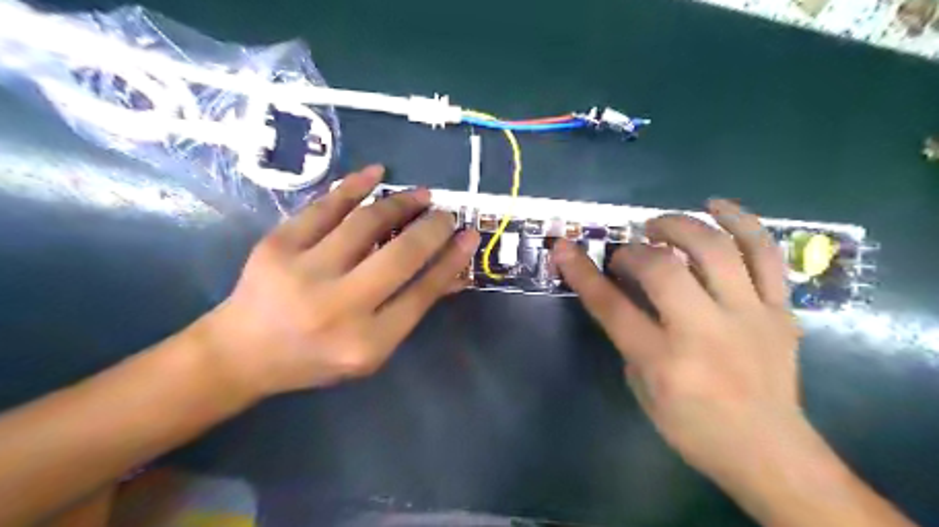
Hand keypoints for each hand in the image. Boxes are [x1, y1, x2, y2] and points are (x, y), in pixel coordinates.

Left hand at [198, 167, 476, 400]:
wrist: (241, 352)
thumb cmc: (316, 358)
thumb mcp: (371, 350)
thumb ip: (410, 310)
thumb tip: (452, 270)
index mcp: (366, 342)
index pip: (422, 292)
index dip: (452, 259)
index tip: (470, 236)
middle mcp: (338, 307)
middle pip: (401, 255)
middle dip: (433, 227)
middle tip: (446, 213)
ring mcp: (304, 272)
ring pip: (366, 223)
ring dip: (401, 202)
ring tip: (420, 195)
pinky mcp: (277, 245)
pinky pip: (325, 205)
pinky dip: (355, 185)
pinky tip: (377, 173)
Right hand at [551, 200, 803, 484]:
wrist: (769, 451)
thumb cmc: (693, 428)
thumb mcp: (642, 390)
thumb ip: (630, 339)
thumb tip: (626, 296)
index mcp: (665, 361)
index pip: (613, 307)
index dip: (583, 273)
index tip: (564, 248)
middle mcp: (705, 333)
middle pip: (663, 269)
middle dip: (634, 252)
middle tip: (626, 254)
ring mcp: (748, 317)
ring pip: (715, 250)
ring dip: (680, 226)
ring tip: (659, 224)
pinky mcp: (779, 311)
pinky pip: (765, 255)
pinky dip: (741, 222)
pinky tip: (716, 206)